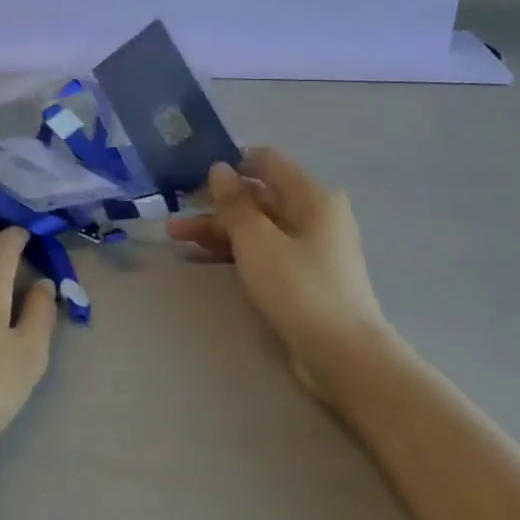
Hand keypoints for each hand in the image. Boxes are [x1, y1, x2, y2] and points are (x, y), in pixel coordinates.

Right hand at [167, 150, 388, 404]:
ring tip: (175, 237)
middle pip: (258, 197)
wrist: (344, 358)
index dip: (231, 162)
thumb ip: (234, 202)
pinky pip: (262, 252)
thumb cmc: (299, 287)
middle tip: (176, 212)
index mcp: (312, 196)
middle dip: (215, 204)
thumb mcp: (256, 239)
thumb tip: (220, 168)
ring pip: (256, 227)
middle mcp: (314, 215)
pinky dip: (233, 252)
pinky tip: (199, 258)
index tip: (194, 173)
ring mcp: (310, 248)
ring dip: (217, 229)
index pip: (267, 161)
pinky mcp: (303, 278)